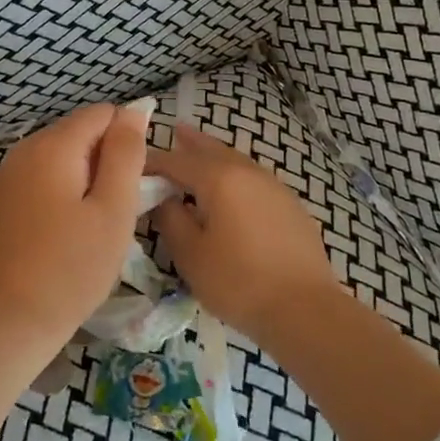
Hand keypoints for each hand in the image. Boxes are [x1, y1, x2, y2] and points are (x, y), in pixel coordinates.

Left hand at [0, 102, 150, 349]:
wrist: (12, 320)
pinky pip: (39, 180)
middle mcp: (23, 150)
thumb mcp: (114, 208)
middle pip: (78, 134)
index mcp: (52, 146)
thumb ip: (126, 153)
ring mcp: (5, 177)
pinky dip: (58, 194)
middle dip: (104, 161)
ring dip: (83, 179)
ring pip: (59, 158)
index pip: (102, 114)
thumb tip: (135, 109)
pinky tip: (63, 233)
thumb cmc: (73, 266)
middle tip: (115, 211)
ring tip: (91, 226)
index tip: (134, 185)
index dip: (126, 141)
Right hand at [147, 128, 340, 342]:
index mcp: (219, 178)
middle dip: (191, 143)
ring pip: (237, 161)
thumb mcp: (191, 255)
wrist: (305, 309)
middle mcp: (248, 172)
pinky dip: (235, 174)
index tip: (134, 164)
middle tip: (174, 131)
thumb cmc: (238, 282)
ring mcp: (274, 186)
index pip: (176, 160)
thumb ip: (171, 220)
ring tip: (201, 154)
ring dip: (215, 156)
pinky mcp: (290, 205)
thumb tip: (163, 199)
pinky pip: (254, 178)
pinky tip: (232, 189)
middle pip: (212, 150)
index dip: (153, 161)